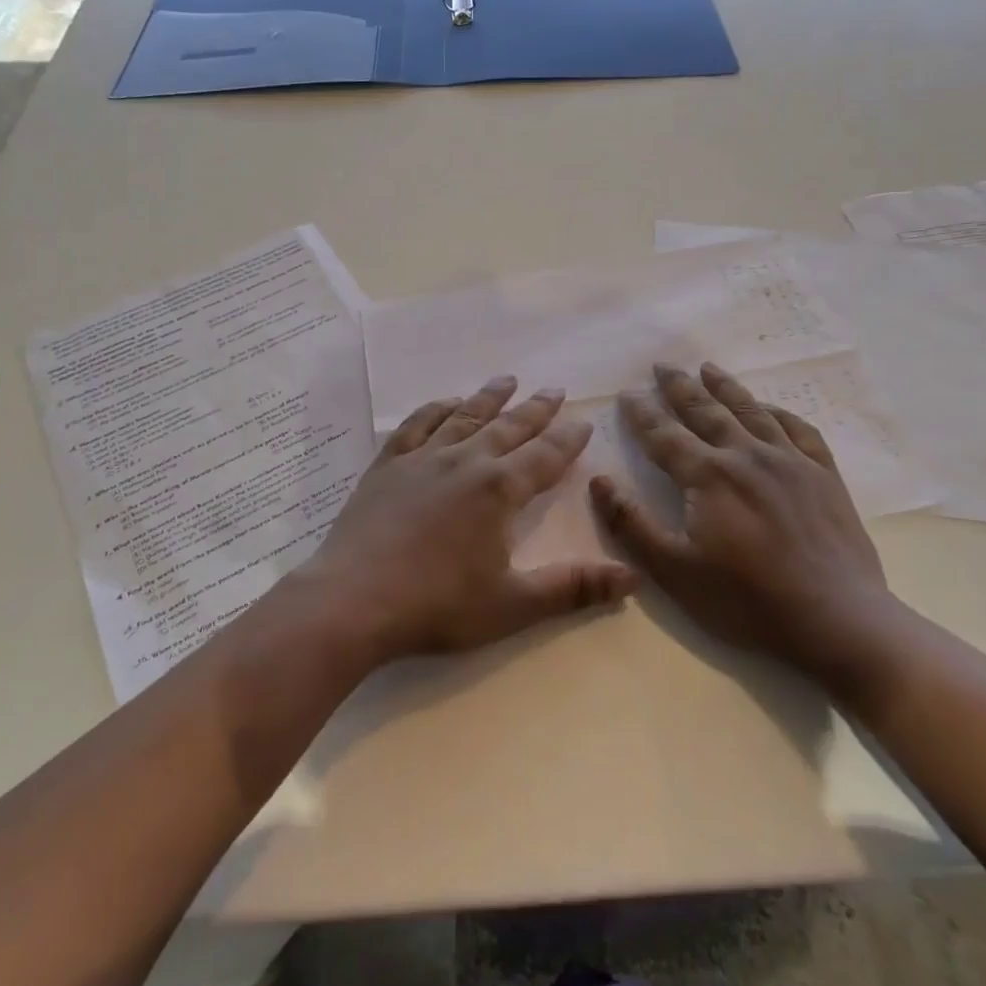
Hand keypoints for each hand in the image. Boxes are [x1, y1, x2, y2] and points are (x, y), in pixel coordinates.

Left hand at [296, 375, 636, 666]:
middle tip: (554, 389)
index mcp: (498, 490)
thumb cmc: (437, 605)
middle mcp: (464, 461)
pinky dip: (435, 409)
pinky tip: (445, 404)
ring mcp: (422, 459)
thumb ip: (572, 588)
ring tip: (506, 379)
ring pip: (464, 417)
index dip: (567, 440)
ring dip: (488, 398)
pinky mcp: (387, 465)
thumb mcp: (513, 605)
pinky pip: (417, 425)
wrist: (353, 601)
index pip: (544, 457)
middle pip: (508, 427)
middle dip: (535, 409)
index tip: (583, 422)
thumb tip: (632, 578)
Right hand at [590, 362, 902, 692]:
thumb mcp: (675, 571)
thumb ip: (632, 524)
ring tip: (708, 368)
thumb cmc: (748, 600)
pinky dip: (779, 412)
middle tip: (662, 366)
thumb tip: (598, 481)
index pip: (664, 435)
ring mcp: (790, 461)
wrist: (838, 620)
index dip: (642, 413)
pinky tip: (770, 408)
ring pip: (751, 411)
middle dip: (679, 387)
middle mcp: (746, 455)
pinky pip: (799, 430)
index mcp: (708, 476)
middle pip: (706, 411)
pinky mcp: (824, 475)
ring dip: (725, 387)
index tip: (626, 393)